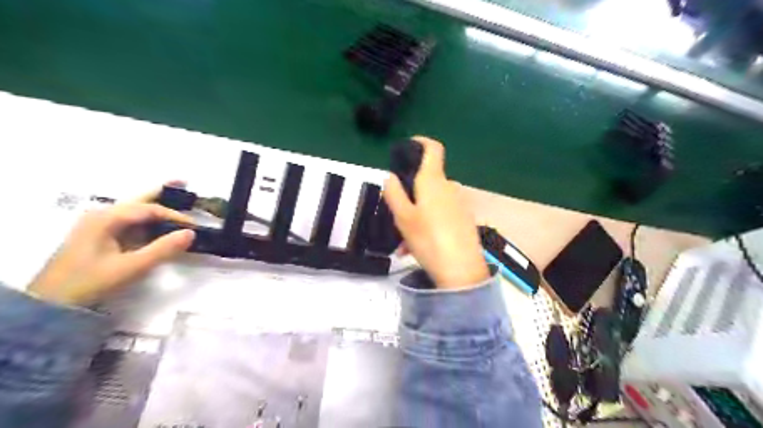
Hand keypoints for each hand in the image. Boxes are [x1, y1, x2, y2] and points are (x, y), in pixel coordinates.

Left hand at [29, 190, 195, 304]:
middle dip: (162, 190)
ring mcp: (98, 224)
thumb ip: (163, 249)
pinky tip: (158, 221)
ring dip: (155, 202)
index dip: (175, 216)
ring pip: (133, 208)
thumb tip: (191, 233)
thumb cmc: (91, 282)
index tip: (194, 226)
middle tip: (184, 181)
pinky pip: (128, 220)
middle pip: (139, 199)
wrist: (52, 303)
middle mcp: (102, 214)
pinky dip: (146, 218)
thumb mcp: (131, 267)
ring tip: (175, 194)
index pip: (150, 209)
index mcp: (107, 218)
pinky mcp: (99, 235)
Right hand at [388, 135, 488, 291]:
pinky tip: (419, 248)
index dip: (421, 142)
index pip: (433, 149)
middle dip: (410, 195)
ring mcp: (459, 204)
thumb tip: (391, 176)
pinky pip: (441, 215)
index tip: (408, 147)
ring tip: (404, 244)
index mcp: (434, 181)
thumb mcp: (403, 217)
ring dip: (416, 217)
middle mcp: (450, 188)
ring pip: (431, 203)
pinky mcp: (464, 220)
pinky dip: (428, 225)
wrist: (461, 271)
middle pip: (427, 181)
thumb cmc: (429, 239)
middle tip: (396, 217)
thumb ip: (394, 193)